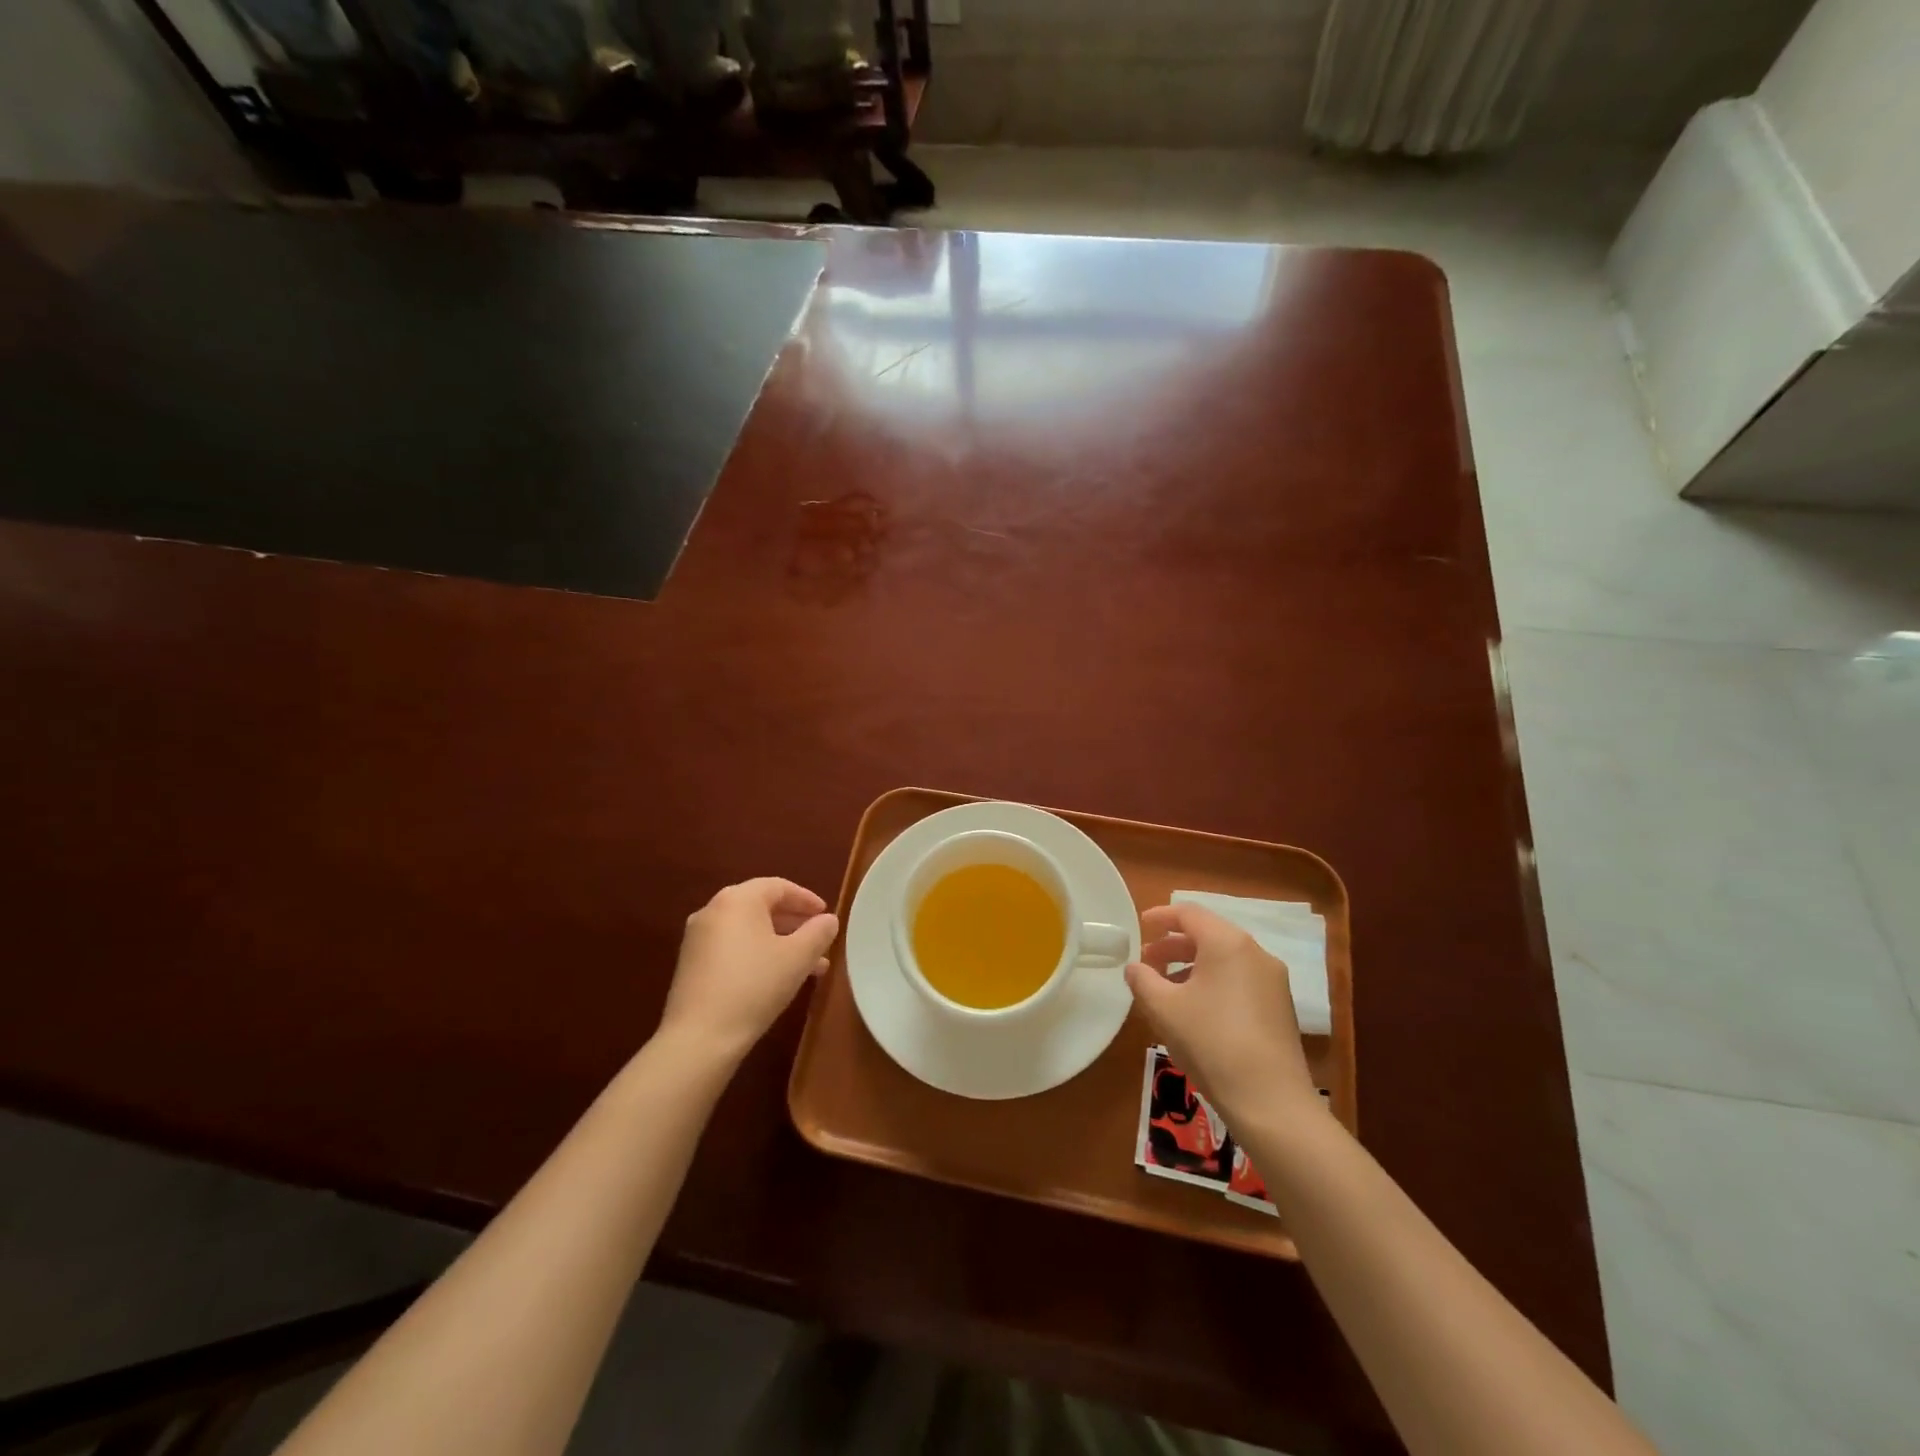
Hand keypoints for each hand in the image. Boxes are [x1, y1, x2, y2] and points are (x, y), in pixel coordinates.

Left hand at [658, 878, 839, 1064]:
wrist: (699, 1038)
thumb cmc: (754, 986)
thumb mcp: (798, 958)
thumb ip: (818, 932)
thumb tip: (829, 920)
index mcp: (738, 899)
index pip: (778, 887)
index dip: (806, 899)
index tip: (826, 915)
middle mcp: (713, 910)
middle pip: (761, 906)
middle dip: (794, 922)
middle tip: (818, 939)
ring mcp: (697, 938)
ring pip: (748, 929)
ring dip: (779, 941)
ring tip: (806, 965)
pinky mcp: (691, 964)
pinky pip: (732, 946)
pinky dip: (757, 953)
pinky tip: (775, 977)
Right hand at [1124, 903, 1320, 1128]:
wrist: (1271, 1101)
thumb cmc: (1211, 1042)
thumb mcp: (1164, 1008)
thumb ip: (1143, 980)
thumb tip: (1134, 967)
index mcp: (1228, 943)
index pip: (1189, 914)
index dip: (1161, 917)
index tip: (1140, 926)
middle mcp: (1255, 953)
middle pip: (1208, 935)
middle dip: (1174, 945)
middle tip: (1147, 963)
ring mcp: (1273, 981)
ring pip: (1225, 959)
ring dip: (1192, 966)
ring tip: (1166, 990)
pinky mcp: (1280, 1007)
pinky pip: (1240, 980)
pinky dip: (1213, 983)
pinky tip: (1196, 1011)